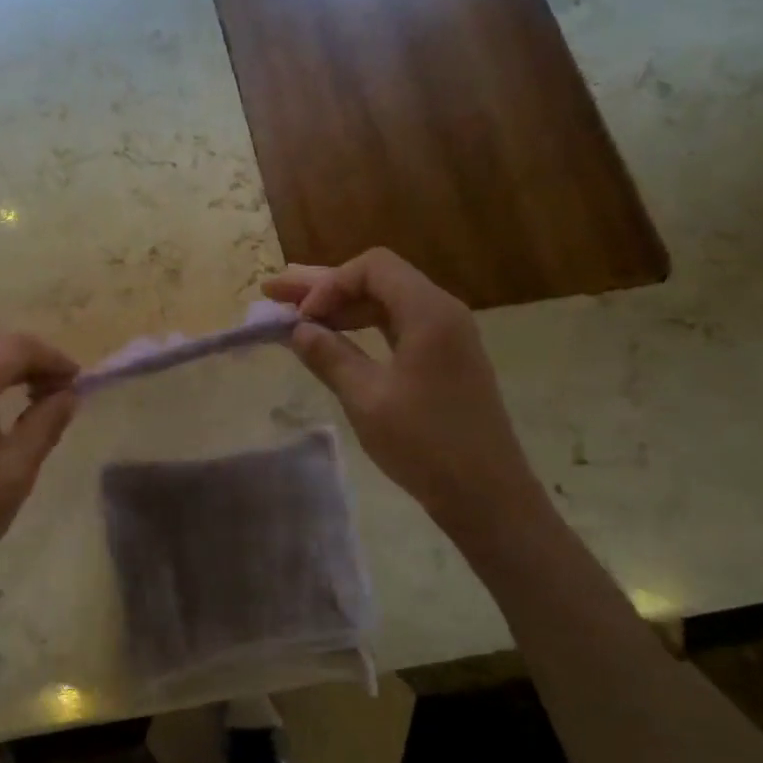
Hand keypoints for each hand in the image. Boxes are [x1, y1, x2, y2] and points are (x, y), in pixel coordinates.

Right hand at [263, 249, 552, 547]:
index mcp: (429, 312)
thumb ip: (330, 356)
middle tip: (275, 291)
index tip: (301, 319)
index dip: (329, 284)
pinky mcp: (444, 359)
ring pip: (385, 303)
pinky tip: (333, 338)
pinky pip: (396, 326)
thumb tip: (298, 330)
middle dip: (324, 286)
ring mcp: (446, 336)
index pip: (372, 267)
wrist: (487, 495)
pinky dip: (362, 326)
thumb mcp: (367, 399)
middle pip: (377, 280)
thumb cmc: (425, 444)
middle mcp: (441, 312)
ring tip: (294, 311)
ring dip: (341, 306)